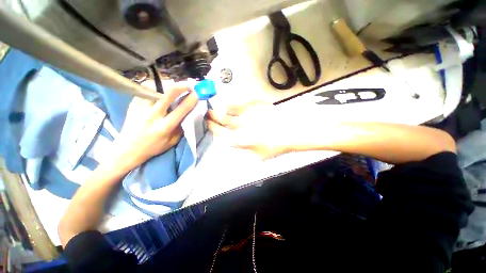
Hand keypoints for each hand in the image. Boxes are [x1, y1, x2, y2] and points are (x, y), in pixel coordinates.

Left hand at [114, 82, 198, 167]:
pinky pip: (143, 90)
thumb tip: (188, 115)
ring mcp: (140, 109)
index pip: (181, 110)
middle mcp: (152, 116)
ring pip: (154, 89)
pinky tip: (159, 88)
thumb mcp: (172, 142)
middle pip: (167, 95)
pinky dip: (153, 86)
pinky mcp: (132, 105)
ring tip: (173, 84)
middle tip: (189, 84)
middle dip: (180, 86)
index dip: (191, 100)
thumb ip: (181, 128)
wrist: (127, 150)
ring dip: (166, 84)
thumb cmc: (153, 147)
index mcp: (164, 127)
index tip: (197, 93)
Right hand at [206, 101, 296, 158]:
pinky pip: (242, 104)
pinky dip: (237, 105)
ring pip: (230, 108)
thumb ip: (241, 147)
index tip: (208, 123)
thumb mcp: (256, 154)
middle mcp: (242, 125)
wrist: (290, 133)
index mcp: (240, 139)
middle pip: (222, 118)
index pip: (220, 132)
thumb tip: (229, 141)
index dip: (212, 127)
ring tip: (221, 109)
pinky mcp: (256, 105)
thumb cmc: (274, 147)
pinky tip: (237, 107)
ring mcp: (249, 113)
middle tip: (208, 113)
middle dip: (212, 115)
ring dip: (223, 109)